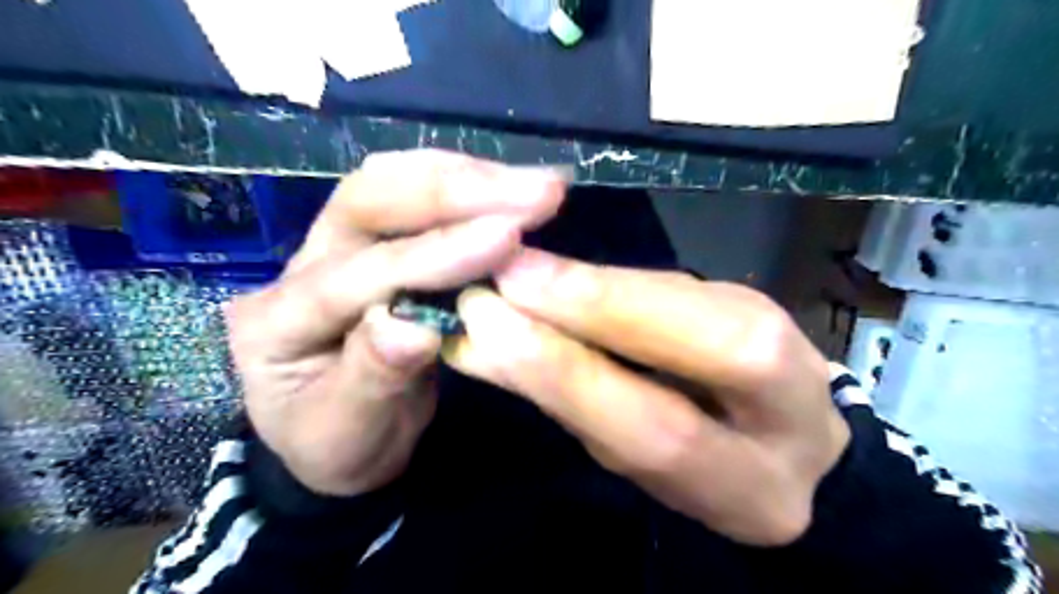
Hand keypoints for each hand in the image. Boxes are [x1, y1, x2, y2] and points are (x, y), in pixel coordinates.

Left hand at [226, 147, 567, 494]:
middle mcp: (301, 266)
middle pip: (367, 199)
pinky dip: (469, 193)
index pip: (359, 273)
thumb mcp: (349, 435)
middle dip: (454, 190)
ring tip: (536, 187)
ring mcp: (338, 247)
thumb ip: (374, 379)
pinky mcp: (378, 246)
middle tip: (538, 191)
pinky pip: (419, 204)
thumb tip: (416, 328)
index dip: (435, 254)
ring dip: (467, 179)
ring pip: (393, 185)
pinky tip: (511, 194)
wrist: (338, 439)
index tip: (509, 237)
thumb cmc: (339, 444)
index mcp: (276, 321)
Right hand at [443, 250, 849, 541]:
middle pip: (704, 343)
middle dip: (593, 305)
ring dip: (594, 283)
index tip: (492, 322)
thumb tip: (480, 348)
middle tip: (505, 276)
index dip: (574, 373)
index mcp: (754, 486)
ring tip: (520, 268)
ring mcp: (782, 333)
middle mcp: (793, 405)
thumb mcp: (637, 461)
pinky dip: (610, 277)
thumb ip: (574, 404)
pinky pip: (671, 283)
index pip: (662, 431)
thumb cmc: (698, 469)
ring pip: (684, 299)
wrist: (779, 441)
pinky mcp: (750, 297)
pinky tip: (562, 271)